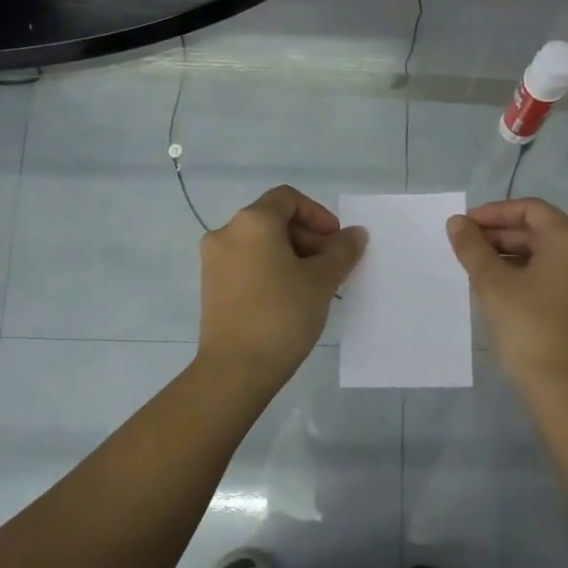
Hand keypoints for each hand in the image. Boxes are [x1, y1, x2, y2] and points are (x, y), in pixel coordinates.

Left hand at [198, 186, 366, 384]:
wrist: (236, 369)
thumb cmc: (282, 314)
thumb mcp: (322, 280)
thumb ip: (342, 251)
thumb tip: (356, 234)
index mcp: (252, 222)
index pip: (288, 199)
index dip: (318, 214)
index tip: (336, 242)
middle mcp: (226, 233)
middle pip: (273, 220)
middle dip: (307, 238)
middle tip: (331, 267)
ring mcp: (214, 262)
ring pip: (260, 245)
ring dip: (291, 256)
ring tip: (314, 286)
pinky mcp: (211, 288)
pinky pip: (247, 265)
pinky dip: (271, 271)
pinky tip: (290, 299)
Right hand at [447, 197, 567, 387]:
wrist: (561, 386)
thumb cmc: (526, 326)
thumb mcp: (492, 283)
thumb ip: (472, 247)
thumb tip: (457, 223)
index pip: (532, 209)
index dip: (495, 213)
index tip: (466, 226)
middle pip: (541, 232)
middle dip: (501, 236)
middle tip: (466, 249)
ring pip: (548, 257)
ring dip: (512, 257)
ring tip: (478, 270)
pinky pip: (557, 278)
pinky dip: (529, 276)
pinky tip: (502, 291)